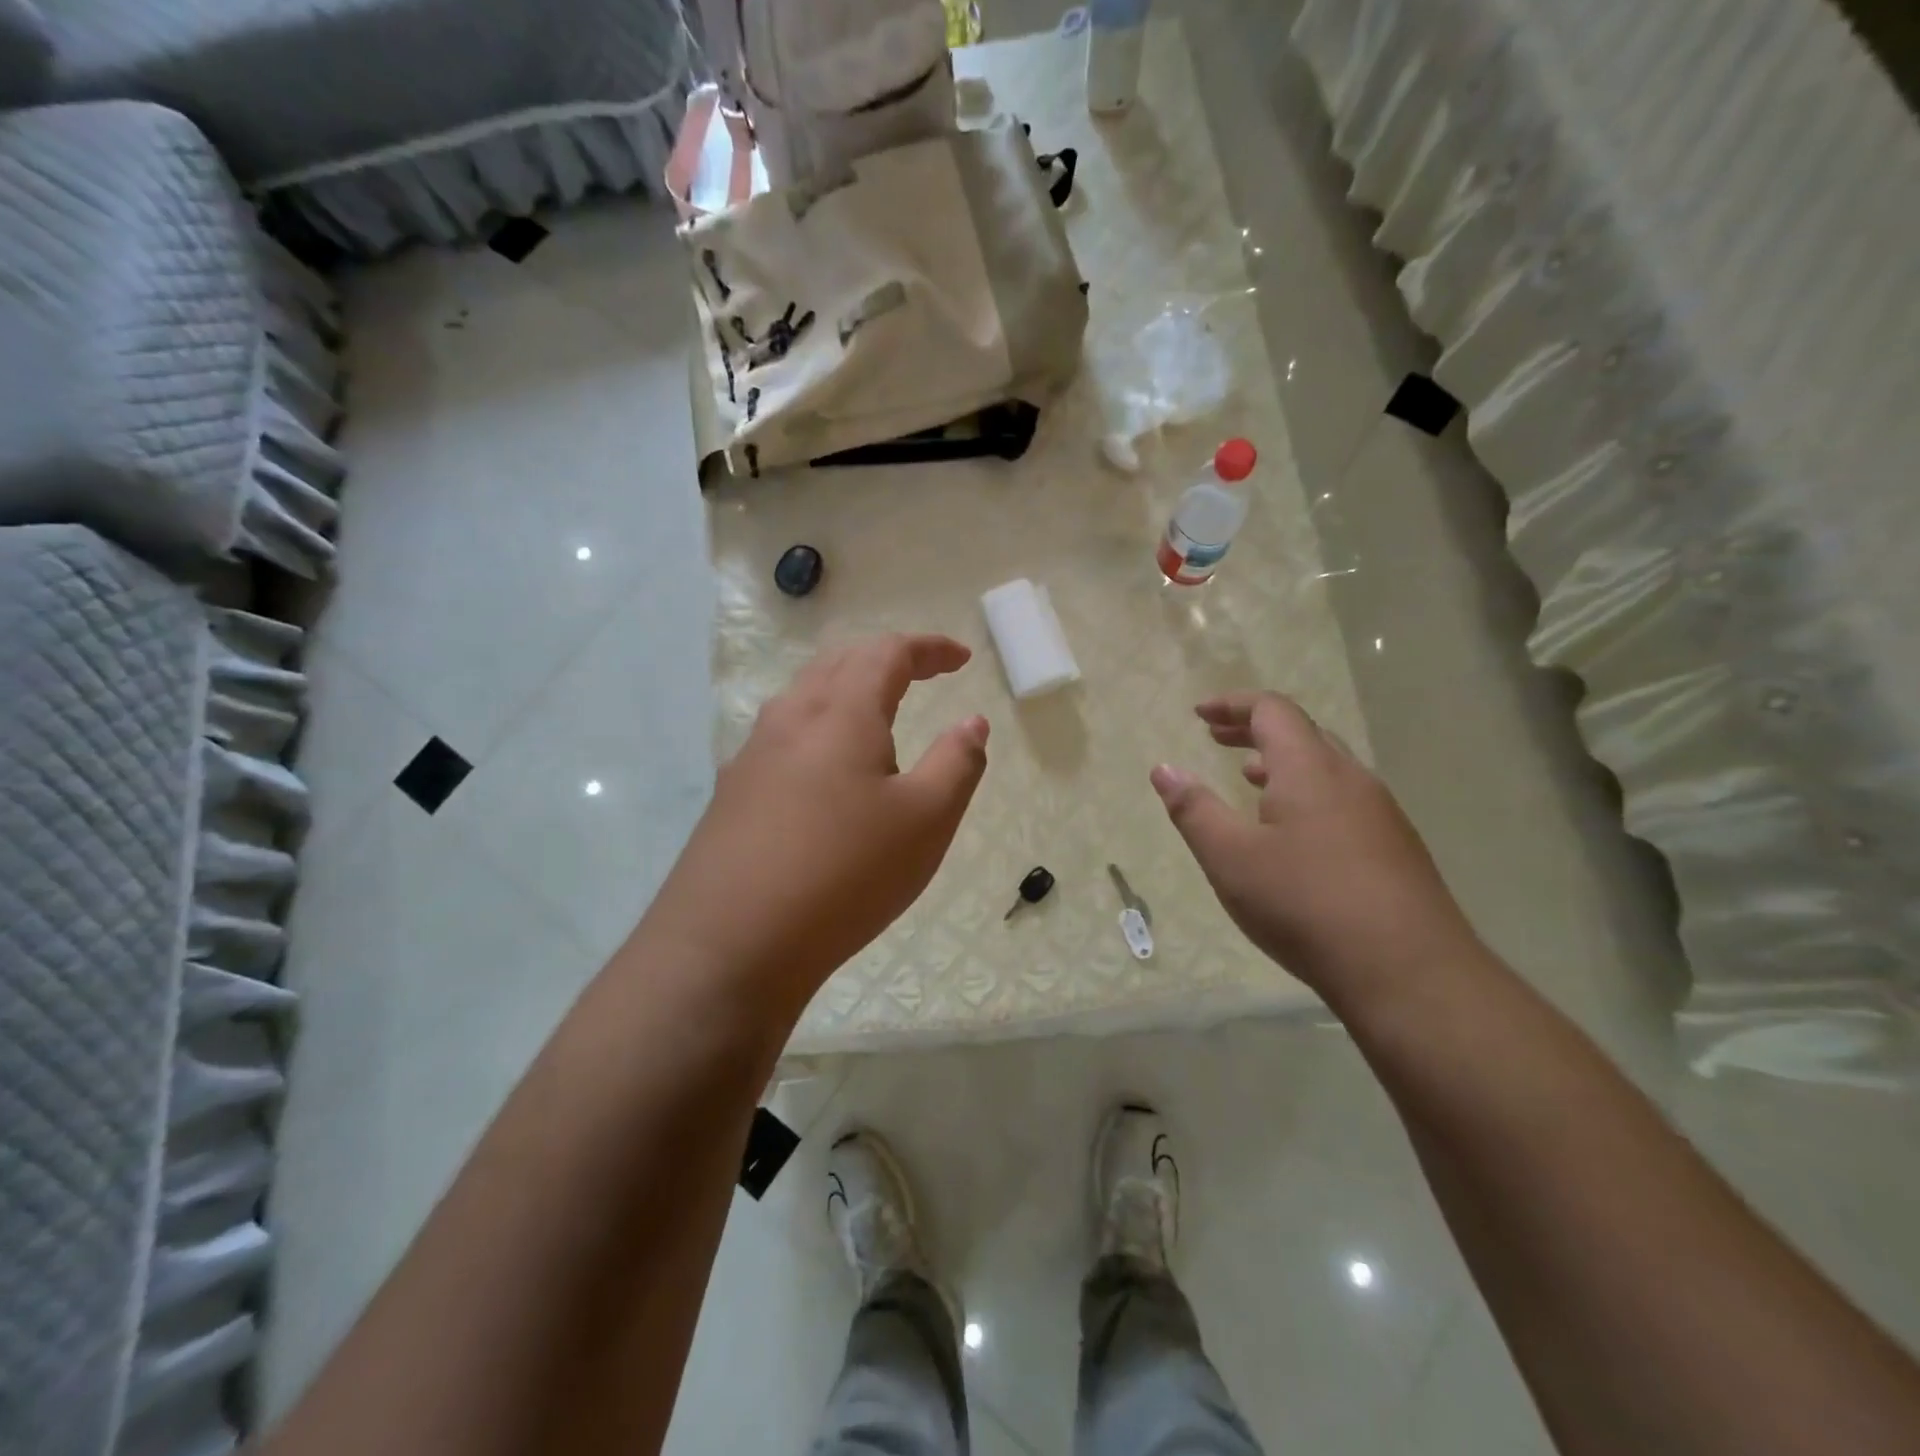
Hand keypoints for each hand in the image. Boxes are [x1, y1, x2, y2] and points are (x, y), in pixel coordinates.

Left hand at [643, 634, 989, 1018]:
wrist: (729, 945)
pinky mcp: (732, 793)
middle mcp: (790, 718)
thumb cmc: (845, 874)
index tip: (961, 659)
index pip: (887, 653)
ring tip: (877, 715)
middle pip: (840, 663)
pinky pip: (783, 736)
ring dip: (847, 690)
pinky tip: (825, 770)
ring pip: (805, 697)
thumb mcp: (926, 820)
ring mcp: (752, 755)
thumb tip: (972, 722)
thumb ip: (957, 762)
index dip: (929, 648)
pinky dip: (819, 728)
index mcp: (841, 712)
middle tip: (922, 675)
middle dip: (886, 660)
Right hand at [1151, 691, 1475, 1002]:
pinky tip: (1292, 831)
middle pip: (1301, 732)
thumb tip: (1164, 769)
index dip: (1232, 705)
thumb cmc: (1305, 904)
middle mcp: (1351, 778)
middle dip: (1254, 729)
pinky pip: (1343, 797)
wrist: (1409, 972)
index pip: (1272, 710)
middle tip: (1216, 738)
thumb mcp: (1230, 858)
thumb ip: (1194, 810)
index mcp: (1310, 769)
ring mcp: (1381, 813)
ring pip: (1326, 766)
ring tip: (1248, 777)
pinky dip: (1306, 791)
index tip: (1199, 714)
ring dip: (1282, 761)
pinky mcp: (1396, 847)